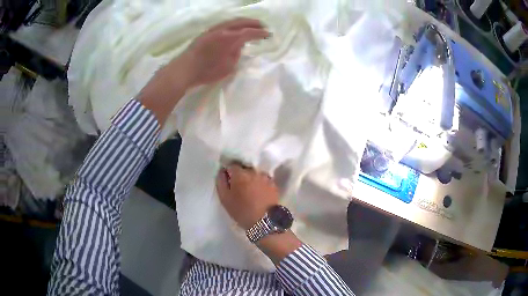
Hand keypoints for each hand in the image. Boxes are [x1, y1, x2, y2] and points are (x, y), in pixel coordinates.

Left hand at [166, 18, 269, 88]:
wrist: (184, 69)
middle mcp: (222, 29)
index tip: (269, 34)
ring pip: (231, 21)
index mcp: (229, 38)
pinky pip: (224, 24)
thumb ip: (236, 53)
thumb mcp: (228, 66)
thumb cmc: (207, 71)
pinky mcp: (206, 32)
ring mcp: (213, 29)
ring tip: (250, 26)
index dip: (260, 33)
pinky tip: (234, 29)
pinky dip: (233, 25)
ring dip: (243, 22)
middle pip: (241, 22)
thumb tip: (237, 46)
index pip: (249, 32)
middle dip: (254, 23)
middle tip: (263, 26)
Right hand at [216, 163, 278, 229]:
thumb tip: (222, 171)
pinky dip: (259, 182)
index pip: (231, 165)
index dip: (228, 172)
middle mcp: (253, 171)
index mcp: (240, 173)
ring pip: (254, 172)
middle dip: (240, 174)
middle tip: (238, 186)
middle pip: (244, 167)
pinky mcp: (273, 183)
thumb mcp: (224, 198)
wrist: (265, 221)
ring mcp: (265, 176)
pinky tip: (258, 192)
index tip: (228, 180)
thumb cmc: (242, 211)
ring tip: (249, 189)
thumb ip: (220, 181)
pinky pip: (263, 178)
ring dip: (251, 177)